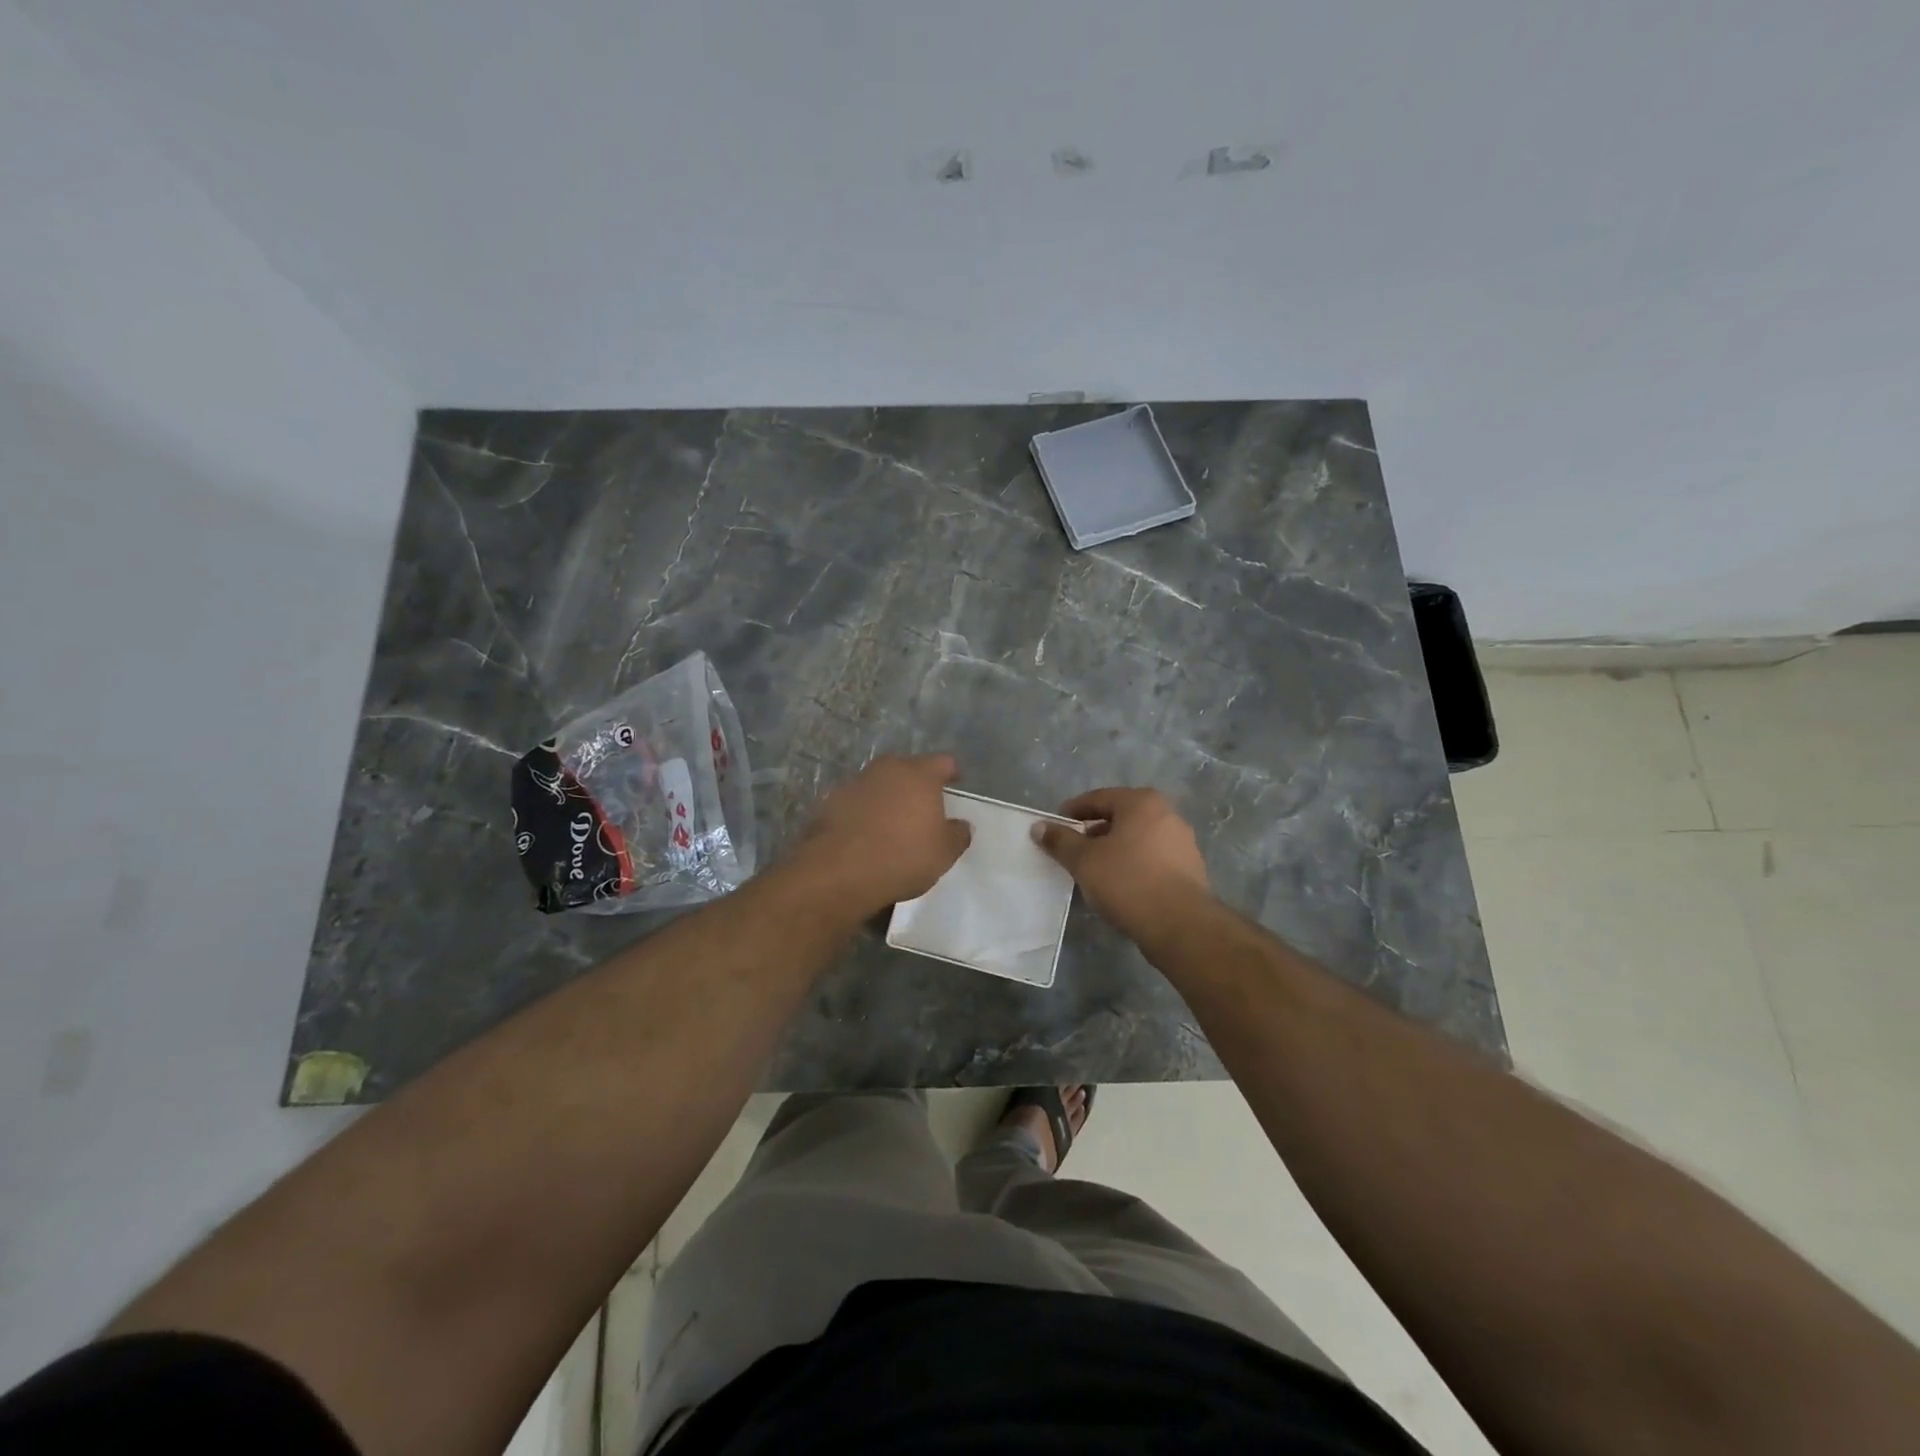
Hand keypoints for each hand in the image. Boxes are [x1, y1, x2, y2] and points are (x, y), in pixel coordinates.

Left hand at [794, 753, 972, 914]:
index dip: (951, 772)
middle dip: (916, 783)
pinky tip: (865, 834)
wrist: (839, 871)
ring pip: (879, 783)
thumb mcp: (944, 852)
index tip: (955, 782)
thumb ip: (957, 834)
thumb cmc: (903, 856)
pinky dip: (863, 812)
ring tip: (892, 822)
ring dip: (887, 797)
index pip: (943, 762)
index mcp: (919, 775)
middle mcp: (887, 770)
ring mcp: (855, 783)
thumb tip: (961, 825)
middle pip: (907, 768)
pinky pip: (856, 802)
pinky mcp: (829, 802)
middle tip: (923, 805)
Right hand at [1032, 787, 1212, 943]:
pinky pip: (1152, 859)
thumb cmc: (1128, 881)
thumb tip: (1039, 826)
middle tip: (1072, 848)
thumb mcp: (1084, 860)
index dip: (1073, 811)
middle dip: (1094, 831)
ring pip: (1137, 839)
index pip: (1099, 798)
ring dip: (1114, 850)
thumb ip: (1060, 841)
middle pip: (1120, 817)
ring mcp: (1182, 842)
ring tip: (1093, 870)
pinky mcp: (1190, 869)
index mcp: (1142, 803)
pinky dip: (1132, 865)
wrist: (1180, 925)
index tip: (1056, 825)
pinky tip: (1118, 885)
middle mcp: (1167, 814)